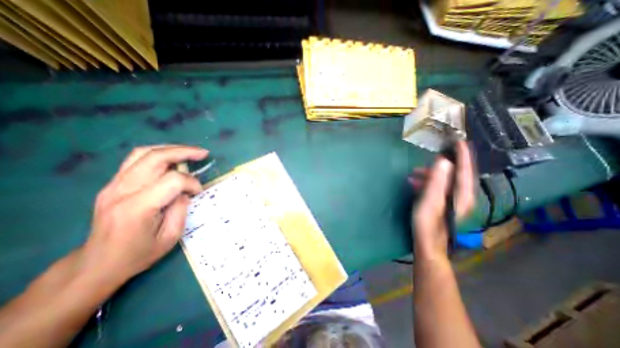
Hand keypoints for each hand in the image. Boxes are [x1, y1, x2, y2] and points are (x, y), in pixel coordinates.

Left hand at [81, 145, 208, 283]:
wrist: (96, 264)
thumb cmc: (137, 254)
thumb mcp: (170, 237)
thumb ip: (181, 209)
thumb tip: (185, 191)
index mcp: (137, 208)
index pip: (173, 180)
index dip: (192, 183)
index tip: (197, 192)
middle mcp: (121, 191)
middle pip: (156, 157)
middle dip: (184, 152)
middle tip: (203, 153)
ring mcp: (113, 185)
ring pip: (144, 153)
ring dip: (171, 149)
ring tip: (190, 151)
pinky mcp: (113, 184)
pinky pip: (136, 159)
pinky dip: (159, 154)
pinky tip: (172, 158)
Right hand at [411, 140, 475, 258]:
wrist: (427, 243)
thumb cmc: (427, 223)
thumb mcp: (430, 201)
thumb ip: (437, 181)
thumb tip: (443, 161)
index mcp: (461, 194)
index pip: (464, 170)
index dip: (462, 155)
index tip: (458, 142)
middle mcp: (461, 195)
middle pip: (455, 174)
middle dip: (440, 165)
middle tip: (425, 160)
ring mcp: (452, 200)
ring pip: (444, 180)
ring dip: (430, 174)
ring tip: (414, 174)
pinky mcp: (443, 203)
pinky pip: (438, 187)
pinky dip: (427, 182)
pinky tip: (415, 184)